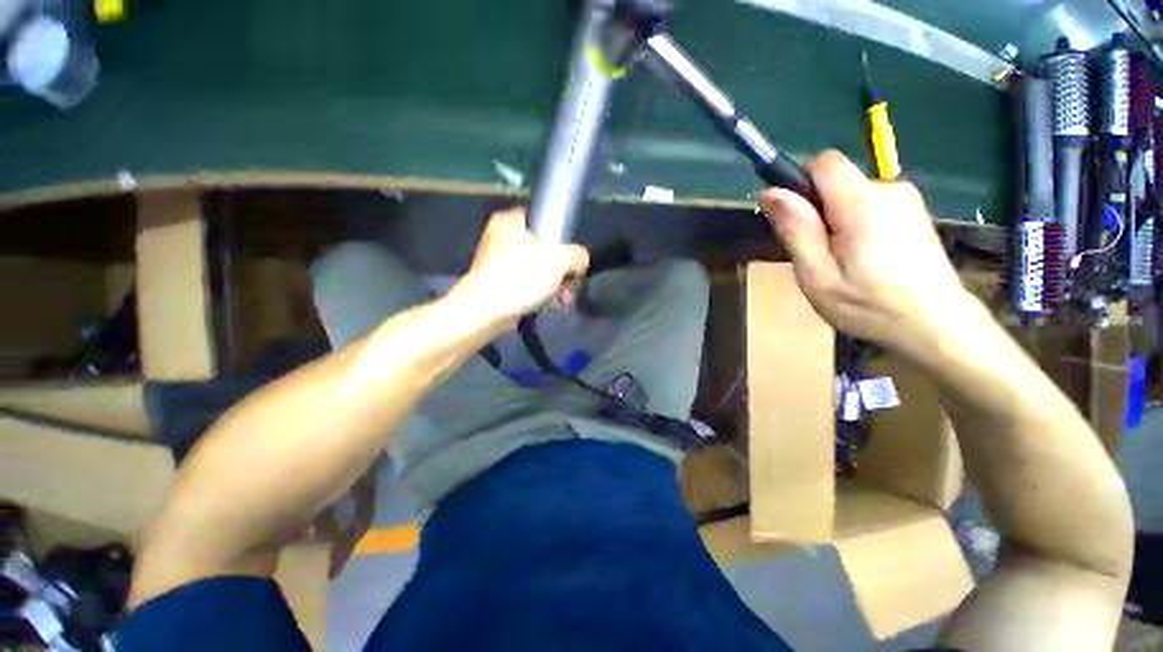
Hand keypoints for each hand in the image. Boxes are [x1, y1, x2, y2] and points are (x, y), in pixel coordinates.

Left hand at [452, 208, 589, 327]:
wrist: (485, 311)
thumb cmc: (521, 277)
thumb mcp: (559, 261)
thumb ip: (577, 255)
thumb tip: (581, 259)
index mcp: (509, 220)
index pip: (542, 219)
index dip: (561, 237)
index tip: (569, 256)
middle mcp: (499, 236)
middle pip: (541, 247)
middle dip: (559, 269)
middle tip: (568, 284)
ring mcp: (495, 261)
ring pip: (534, 267)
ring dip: (551, 283)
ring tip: (560, 299)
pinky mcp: (494, 282)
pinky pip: (523, 282)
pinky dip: (536, 292)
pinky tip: (545, 304)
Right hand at [759, 150, 973, 357]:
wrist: (938, 326)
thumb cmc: (869, 306)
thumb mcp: (817, 275)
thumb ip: (796, 230)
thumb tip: (770, 192)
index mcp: (862, 204)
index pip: (825, 162)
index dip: (802, 182)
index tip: (796, 218)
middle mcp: (889, 190)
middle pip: (836, 181)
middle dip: (817, 211)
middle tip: (817, 254)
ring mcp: (907, 200)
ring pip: (851, 195)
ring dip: (835, 221)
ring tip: (841, 262)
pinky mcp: (914, 212)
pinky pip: (870, 205)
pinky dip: (855, 225)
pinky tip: (863, 258)